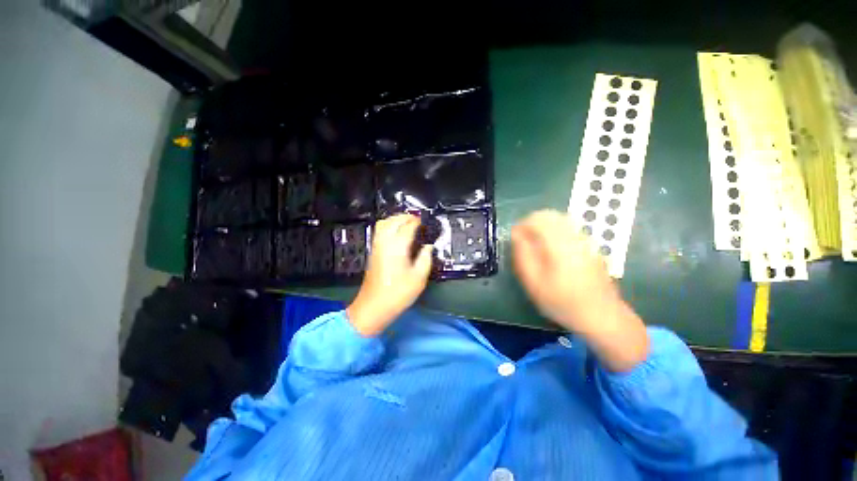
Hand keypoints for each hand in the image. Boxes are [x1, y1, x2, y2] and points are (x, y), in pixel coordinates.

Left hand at [347, 214, 433, 336]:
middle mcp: (385, 242)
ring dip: (395, 219)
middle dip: (406, 217)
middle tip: (418, 220)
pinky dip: (388, 225)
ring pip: (384, 223)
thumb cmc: (398, 293)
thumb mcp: (419, 278)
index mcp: (398, 247)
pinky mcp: (373, 251)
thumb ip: (425, 258)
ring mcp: (376, 246)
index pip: (408, 226)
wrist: (373, 306)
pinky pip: (379, 231)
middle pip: (394, 220)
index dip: (417, 222)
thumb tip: (428, 246)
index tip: (426, 221)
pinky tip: (396, 232)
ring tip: (407, 223)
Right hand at [511, 210, 647, 371]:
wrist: (602, 316)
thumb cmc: (562, 302)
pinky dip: (555, 231)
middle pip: (550, 215)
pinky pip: (569, 229)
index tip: (514, 238)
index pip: (537, 219)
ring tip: (535, 244)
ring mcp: (585, 240)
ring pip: (560, 220)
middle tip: (523, 240)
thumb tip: (516, 234)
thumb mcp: (534, 282)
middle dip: (532, 223)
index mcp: (559, 244)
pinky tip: (552, 249)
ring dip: (543, 226)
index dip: (521, 224)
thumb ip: (522, 254)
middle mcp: (574, 236)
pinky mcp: (591, 246)